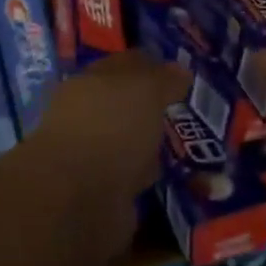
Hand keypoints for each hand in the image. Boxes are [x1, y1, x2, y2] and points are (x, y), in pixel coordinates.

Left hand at [27, 51, 189, 206]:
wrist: (80, 199)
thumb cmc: (111, 128)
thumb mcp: (145, 89)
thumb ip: (164, 78)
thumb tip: (180, 71)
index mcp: (89, 82)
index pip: (124, 66)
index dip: (152, 67)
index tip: (182, 76)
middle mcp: (85, 116)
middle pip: (124, 106)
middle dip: (151, 109)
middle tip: (185, 113)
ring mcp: (90, 156)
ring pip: (127, 142)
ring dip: (148, 146)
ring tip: (181, 148)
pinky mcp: (99, 192)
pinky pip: (130, 176)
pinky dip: (145, 176)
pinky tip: (167, 177)